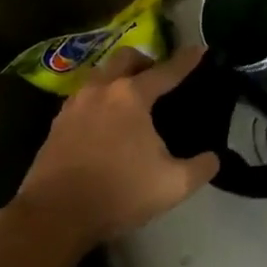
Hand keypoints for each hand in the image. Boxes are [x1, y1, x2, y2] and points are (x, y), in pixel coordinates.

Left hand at [16, 45, 219, 248]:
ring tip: (131, 100)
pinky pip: (83, 98)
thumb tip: (213, 158)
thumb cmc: (118, 193)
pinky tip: (106, 124)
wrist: (53, 217)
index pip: (167, 70)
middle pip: (126, 59)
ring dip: (118, 79)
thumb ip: (201, 167)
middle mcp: (102, 90)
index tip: (200, 49)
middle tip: (158, 79)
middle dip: (146, 61)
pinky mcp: (56, 125)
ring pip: (100, 75)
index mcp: (132, 96)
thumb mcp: (173, 185)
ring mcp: (74, 105)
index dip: (187, 60)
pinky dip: (100, 100)